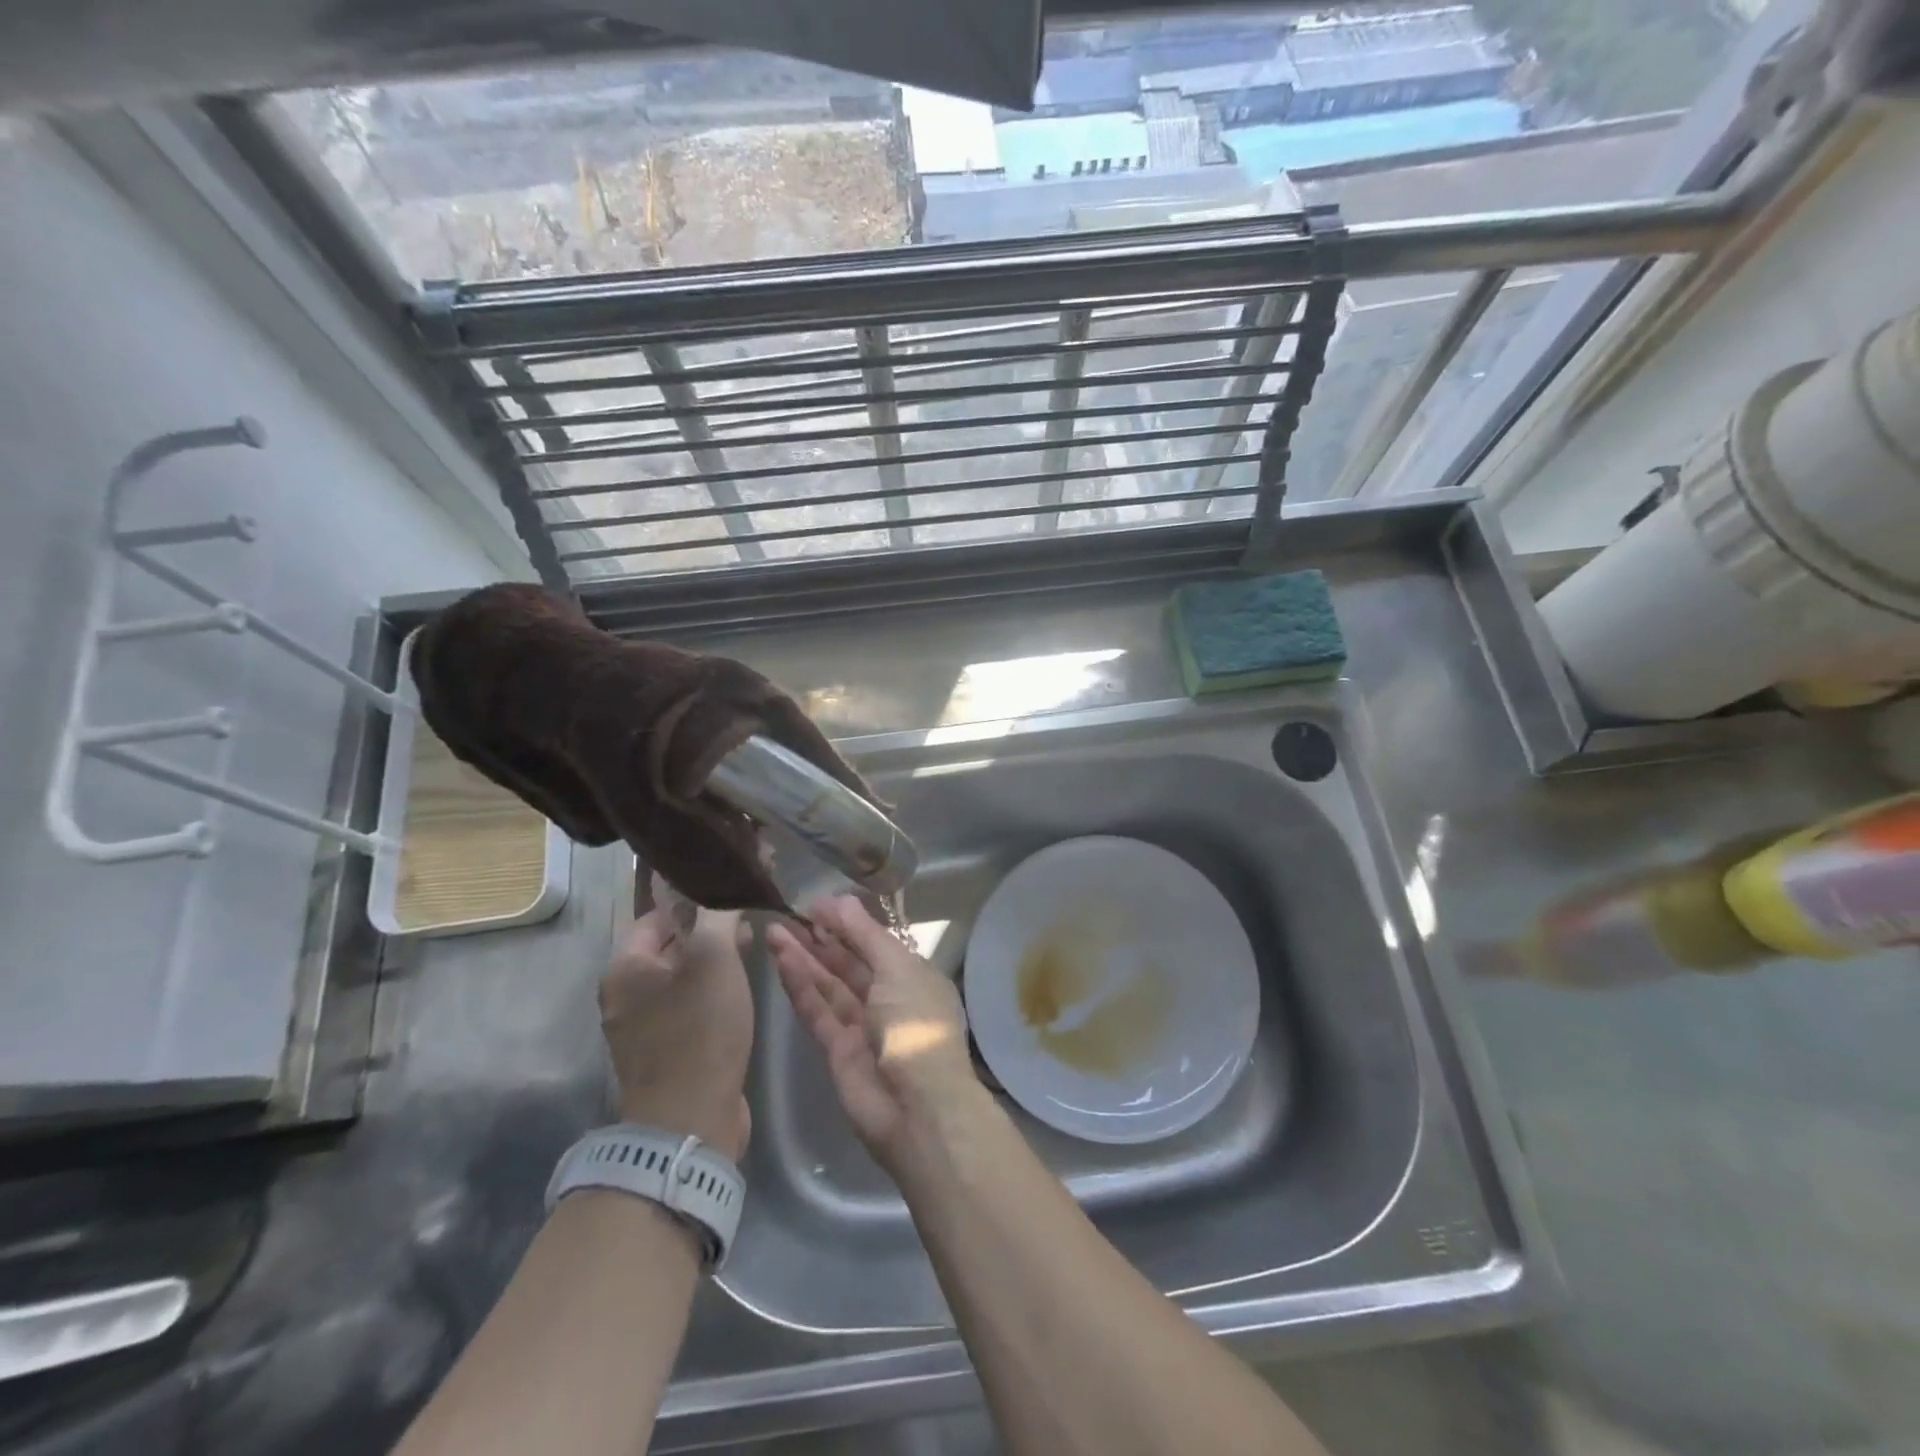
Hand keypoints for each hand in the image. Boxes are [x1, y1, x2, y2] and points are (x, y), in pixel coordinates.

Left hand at [600, 873, 753, 1158]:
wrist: (690, 1122)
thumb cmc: (699, 1030)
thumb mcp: (715, 959)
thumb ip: (718, 915)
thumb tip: (724, 889)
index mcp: (624, 969)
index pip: (658, 914)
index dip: (695, 896)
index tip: (731, 887)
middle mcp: (625, 995)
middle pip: (670, 944)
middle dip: (709, 927)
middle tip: (749, 914)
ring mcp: (643, 1027)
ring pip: (682, 976)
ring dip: (715, 958)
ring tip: (753, 943)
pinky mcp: (666, 1053)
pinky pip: (689, 1006)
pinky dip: (713, 989)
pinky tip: (742, 985)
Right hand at [766, 895, 976, 1170]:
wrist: (918, 1108)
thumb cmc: (916, 1024)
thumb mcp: (898, 969)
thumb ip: (866, 935)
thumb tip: (841, 900)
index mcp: (912, 976)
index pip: (875, 943)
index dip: (847, 923)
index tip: (815, 905)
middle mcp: (888, 998)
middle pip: (849, 963)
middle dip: (821, 939)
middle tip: (788, 914)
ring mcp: (862, 1026)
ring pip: (828, 985)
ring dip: (804, 958)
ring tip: (774, 931)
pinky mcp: (837, 1051)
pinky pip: (817, 1011)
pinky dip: (800, 986)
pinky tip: (781, 960)